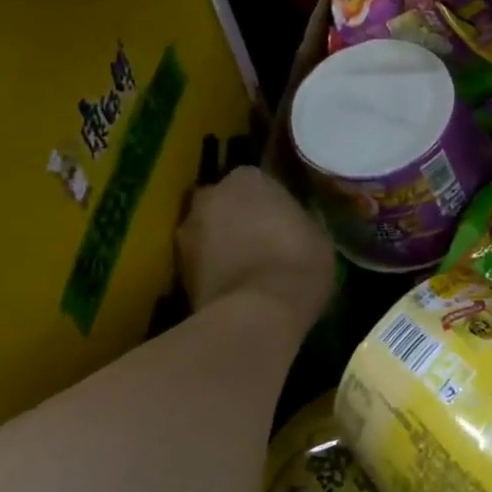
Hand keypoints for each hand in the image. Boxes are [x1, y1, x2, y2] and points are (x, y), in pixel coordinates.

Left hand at [175, 168, 333, 332]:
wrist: (257, 312)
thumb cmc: (298, 262)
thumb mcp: (316, 234)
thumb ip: (294, 220)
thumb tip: (288, 225)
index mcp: (247, 178)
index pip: (256, 181)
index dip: (268, 202)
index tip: (282, 219)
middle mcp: (210, 196)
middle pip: (224, 202)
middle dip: (237, 217)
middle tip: (260, 240)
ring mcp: (187, 231)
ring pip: (207, 232)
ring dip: (221, 243)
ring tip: (245, 267)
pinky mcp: (176, 268)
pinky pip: (200, 261)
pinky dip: (212, 269)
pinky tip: (233, 286)